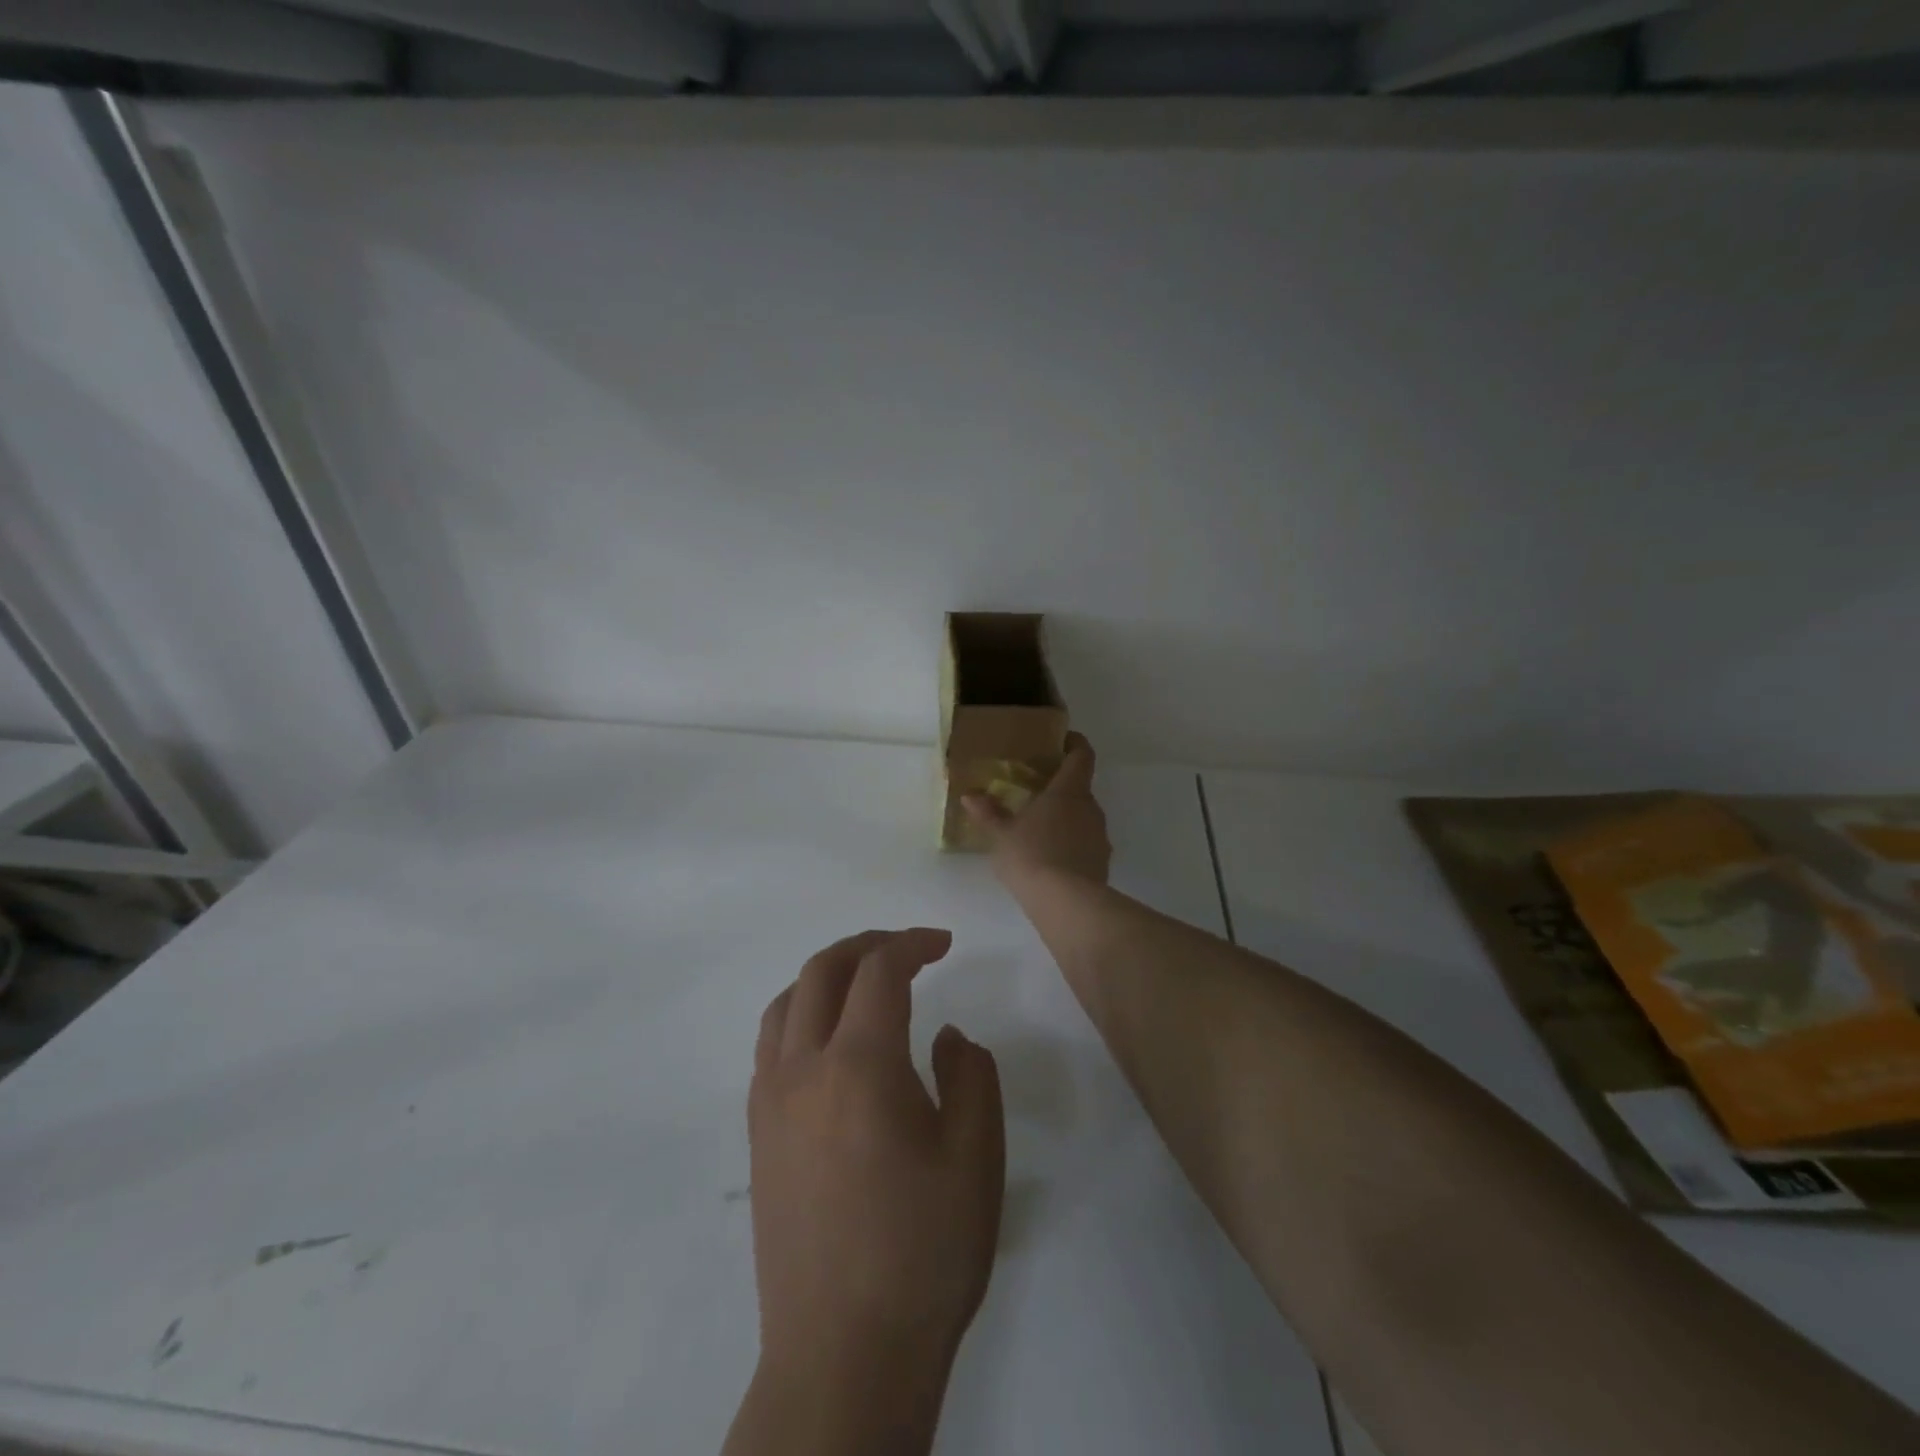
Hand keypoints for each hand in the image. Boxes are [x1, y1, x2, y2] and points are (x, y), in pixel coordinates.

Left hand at [733, 928, 1003, 1453]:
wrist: (843, 1356)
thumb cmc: (921, 1253)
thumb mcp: (975, 1157)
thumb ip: (970, 1076)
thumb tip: (947, 1036)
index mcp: (859, 1065)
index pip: (879, 970)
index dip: (912, 943)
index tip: (944, 943)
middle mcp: (802, 1068)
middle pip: (823, 970)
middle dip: (867, 945)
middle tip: (907, 949)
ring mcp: (769, 1102)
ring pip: (787, 1002)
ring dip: (827, 975)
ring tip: (865, 983)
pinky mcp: (756, 1136)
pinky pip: (771, 1044)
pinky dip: (801, 1014)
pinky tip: (829, 1042)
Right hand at [964, 731, 1110, 888]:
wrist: (1066, 903)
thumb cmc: (1030, 856)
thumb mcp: (1002, 835)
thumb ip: (988, 813)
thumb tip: (969, 796)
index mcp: (1068, 791)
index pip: (1082, 755)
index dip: (1075, 744)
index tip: (1062, 741)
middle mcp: (1090, 808)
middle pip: (1081, 788)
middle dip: (1061, 789)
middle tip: (1035, 793)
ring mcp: (1100, 836)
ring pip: (1083, 818)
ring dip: (1066, 819)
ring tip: (1039, 830)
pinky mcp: (1102, 862)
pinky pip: (1086, 844)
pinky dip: (1071, 845)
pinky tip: (1050, 860)